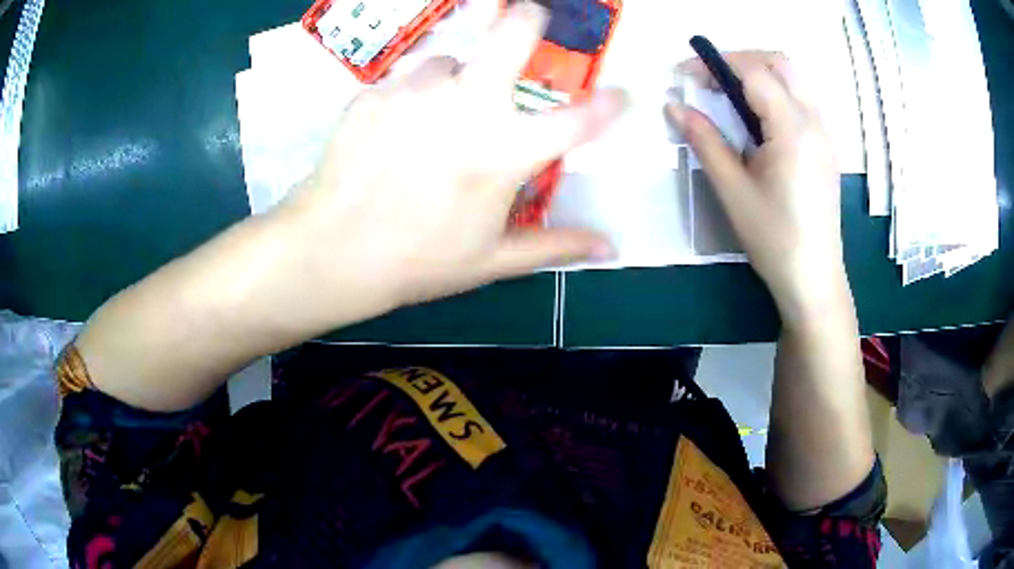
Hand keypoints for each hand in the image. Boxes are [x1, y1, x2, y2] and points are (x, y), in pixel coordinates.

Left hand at [273, 1, 624, 321]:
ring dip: (454, 81)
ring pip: (450, 61)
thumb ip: (556, 246)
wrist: (332, 251)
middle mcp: (467, 104)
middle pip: (512, 32)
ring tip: (436, 118)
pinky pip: (405, 82)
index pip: (579, 120)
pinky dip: (410, 99)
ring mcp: (417, 90)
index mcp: (505, 150)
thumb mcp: (493, 259)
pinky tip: (395, 132)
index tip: (620, 96)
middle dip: (529, 18)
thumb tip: (609, 247)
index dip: (609, 105)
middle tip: (531, 17)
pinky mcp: (376, 92)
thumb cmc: (418, 260)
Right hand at [667, 52, 848, 325]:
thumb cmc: (773, 238)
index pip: (753, 72)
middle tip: (710, 80)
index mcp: (793, 130)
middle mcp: (814, 121)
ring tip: (729, 95)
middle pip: (779, 63)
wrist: (813, 278)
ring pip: (793, 78)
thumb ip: (704, 140)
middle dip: (740, 60)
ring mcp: (824, 133)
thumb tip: (674, 106)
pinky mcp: (825, 145)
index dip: (715, 64)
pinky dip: (775, 92)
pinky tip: (757, 118)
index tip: (683, 76)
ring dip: (759, 73)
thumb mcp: (733, 190)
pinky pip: (801, 99)